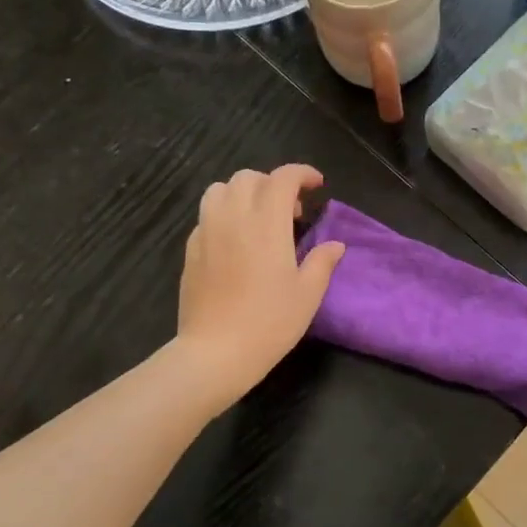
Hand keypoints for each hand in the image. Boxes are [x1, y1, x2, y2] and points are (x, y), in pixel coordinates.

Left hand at [177, 166, 344, 405]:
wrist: (215, 353)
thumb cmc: (269, 323)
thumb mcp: (308, 294)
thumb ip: (322, 262)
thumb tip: (335, 245)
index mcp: (267, 223)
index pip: (283, 178)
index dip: (302, 174)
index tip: (316, 185)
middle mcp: (234, 217)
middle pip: (249, 177)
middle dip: (273, 183)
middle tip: (291, 211)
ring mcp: (207, 231)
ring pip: (220, 189)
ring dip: (244, 193)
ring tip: (259, 218)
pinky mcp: (191, 249)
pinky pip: (206, 215)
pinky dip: (225, 215)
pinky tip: (236, 242)